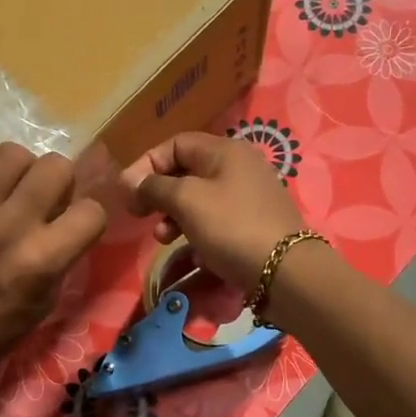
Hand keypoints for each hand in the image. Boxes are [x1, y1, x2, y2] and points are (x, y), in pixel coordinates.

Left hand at [0, 145, 107, 413]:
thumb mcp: (40, 308)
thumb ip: (59, 261)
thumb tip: (66, 223)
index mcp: (41, 261)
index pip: (92, 212)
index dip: (88, 218)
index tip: (75, 226)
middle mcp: (10, 227)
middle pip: (56, 166)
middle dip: (60, 182)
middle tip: (44, 200)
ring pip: (10, 153)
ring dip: (19, 169)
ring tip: (10, 189)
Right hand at [121, 132, 303, 289]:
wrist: (287, 272)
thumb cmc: (232, 227)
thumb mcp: (187, 201)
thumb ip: (155, 187)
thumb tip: (131, 182)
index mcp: (225, 151)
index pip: (175, 144)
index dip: (146, 165)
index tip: (128, 193)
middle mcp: (239, 167)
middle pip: (187, 171)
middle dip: (160, 193)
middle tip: (141, 217)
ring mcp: (250, 196)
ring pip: (200, 199)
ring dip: (175, 217)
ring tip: (162, 239)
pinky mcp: (255, 224)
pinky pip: (217, 221)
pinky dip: (199, 233)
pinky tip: (194, 255)